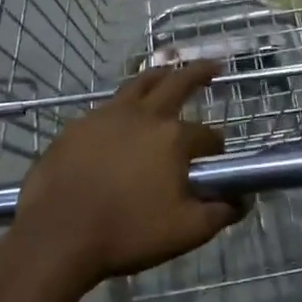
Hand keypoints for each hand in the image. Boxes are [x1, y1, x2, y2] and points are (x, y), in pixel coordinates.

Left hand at [9, 62, 233, 293]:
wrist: (58, 236)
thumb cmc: (127, 232)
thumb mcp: (185, 232)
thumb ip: (219, 214)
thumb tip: (243, 200)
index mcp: (173, 138)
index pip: (207, 135)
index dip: (216, 145)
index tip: (217, 155)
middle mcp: (143, 116)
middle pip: (177, 83)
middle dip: (199, 73)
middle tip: (213, 65)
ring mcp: (106, 116)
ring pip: (138, 84)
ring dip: (159, 75)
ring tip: (168, 71)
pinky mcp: (77, 126)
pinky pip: (106, 106)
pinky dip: (123, 104)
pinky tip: (121, 116)